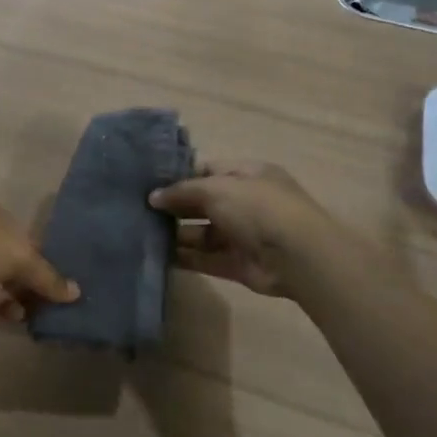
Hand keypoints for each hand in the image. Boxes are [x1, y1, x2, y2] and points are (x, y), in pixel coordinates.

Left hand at [0, 197, 79, 323]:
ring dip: (6, 301)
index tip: (56, 287)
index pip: (24, 239)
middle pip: (7, 265)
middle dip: (23, 287)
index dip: (41, 263)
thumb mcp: (19, 257)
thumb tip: (75, 293)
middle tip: (41, 309)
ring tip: (19, 317)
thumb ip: (47, 277)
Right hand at [148, 161, 335, 296]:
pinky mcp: (239, 265)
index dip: (180, 176)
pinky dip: (186, 259)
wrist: (297, 255)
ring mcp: (243, 235)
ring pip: (204, 233)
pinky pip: (207, 259)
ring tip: (143, 234)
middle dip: (175, 207)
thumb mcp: (216, 188)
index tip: (149, 183)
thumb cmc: (257, 208)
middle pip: (204, 203)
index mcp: (247, 174)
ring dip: (177, 235)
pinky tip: (160, 257)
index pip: (208, 171)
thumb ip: (183, 191)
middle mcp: (246, 203)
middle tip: (139, 211)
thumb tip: (153, 197)